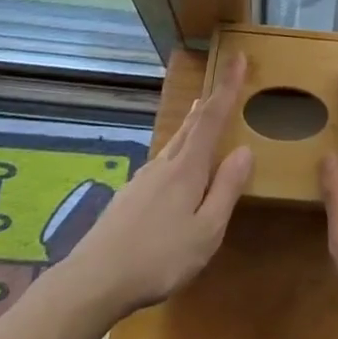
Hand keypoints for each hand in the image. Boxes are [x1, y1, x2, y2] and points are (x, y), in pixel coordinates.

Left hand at [65, 55, 254, 320]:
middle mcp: (164, 165)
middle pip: (190, 125)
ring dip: (190, 125)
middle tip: (220, 83)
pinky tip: (172, 168)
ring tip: (198, 113)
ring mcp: (142, 180)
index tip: (238, 57)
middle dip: (209, 103)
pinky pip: (160, 163)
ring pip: (173, 143)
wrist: (92, 281)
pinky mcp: (128, 198)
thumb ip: (226, 189)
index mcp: (187, 169)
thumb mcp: (206, 231)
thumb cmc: (158, 258)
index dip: (227, 87)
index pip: (212, 118)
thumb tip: (245, 150)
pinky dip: (175, 151)